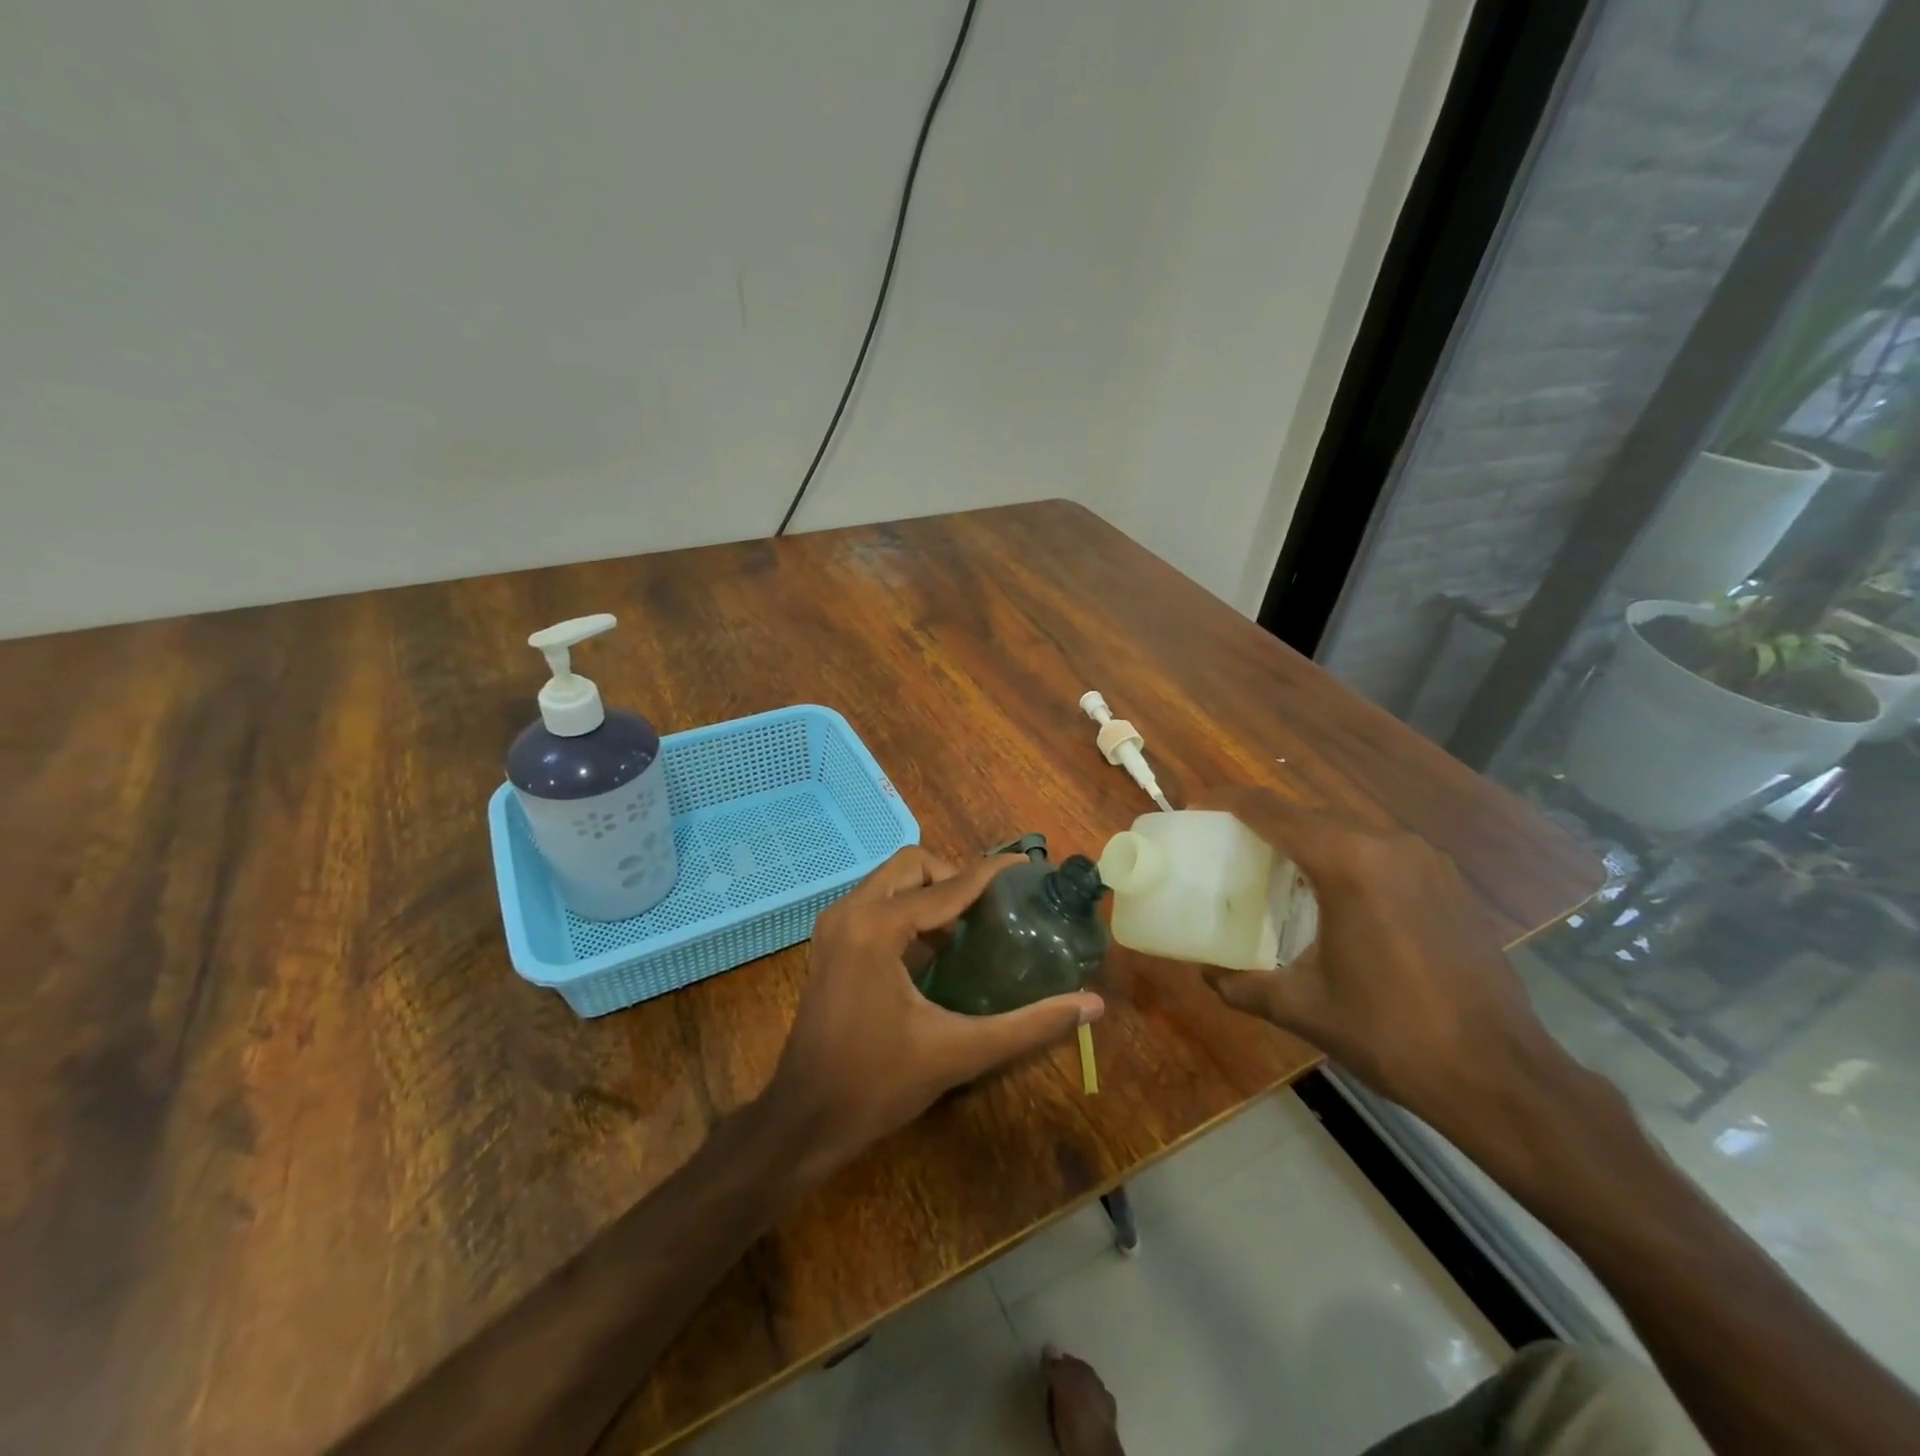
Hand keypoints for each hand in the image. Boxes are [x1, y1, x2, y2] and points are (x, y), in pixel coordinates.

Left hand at [765, 846, 1104, 1181]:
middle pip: (912, 865)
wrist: (804, 1120)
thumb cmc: (877, 1084)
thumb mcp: (959, 1052)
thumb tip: (1090, 1004)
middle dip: (954, 877)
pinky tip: (935, 950)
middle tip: (990, 911)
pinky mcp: (830, 943)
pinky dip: (908, 910)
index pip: (947, 886)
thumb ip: (1028, 1025)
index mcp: (877, 927)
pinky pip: (876, 903)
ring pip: (891, 880)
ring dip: (930, 892)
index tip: (1028, 867)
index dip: (992, 874)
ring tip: (969, 928)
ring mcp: (834, 926)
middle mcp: (850, 912)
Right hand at [1193, 787, 1564, 1119]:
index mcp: (1348, 864)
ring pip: (1348, 828)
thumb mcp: (1302, 1008)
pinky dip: (1345, 854)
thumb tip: (1205, 974)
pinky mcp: (1447, 881)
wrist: (1498, 1074)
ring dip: (1307, 837)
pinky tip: (1333, 892)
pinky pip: (1380, 849)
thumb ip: (1242, 985)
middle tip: (1230, 843)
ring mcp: (1425, 860)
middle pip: (1309, 814)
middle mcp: (1388, 846)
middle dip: (1265, 820)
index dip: (1229, 802)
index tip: (1197, 808)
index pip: (1273, 813)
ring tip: (1276, 865)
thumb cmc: (1390, 1034)